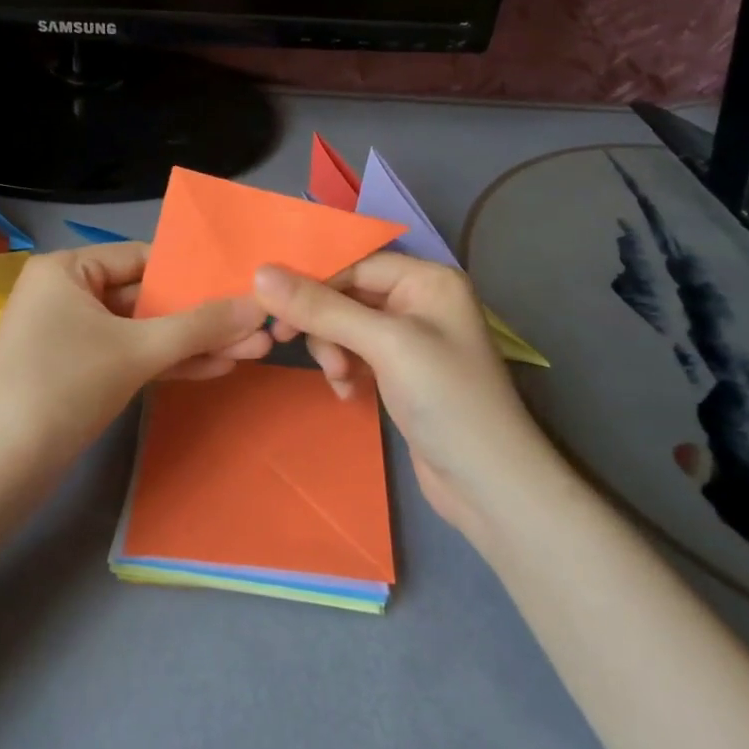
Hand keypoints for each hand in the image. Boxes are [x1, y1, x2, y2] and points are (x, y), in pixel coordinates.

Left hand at [0, 243, 271, 471]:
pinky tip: (215, 368)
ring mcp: (71, 335)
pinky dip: (166, 363)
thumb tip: (260, 307)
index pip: (144, 258)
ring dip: (193, 343)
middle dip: (203, 317)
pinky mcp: (77, 372)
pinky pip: (129, 356)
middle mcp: (67, 293)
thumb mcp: (136, 351)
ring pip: (143, 331)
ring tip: (252, 352)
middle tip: (259, 328)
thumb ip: (200, 326)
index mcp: (68, 269)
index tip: (243, 286)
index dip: (196, 273)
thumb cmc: (61, 388)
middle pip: (148, 297)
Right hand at [254, 255, 548, 536]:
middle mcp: (420, 301)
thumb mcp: (383, 345)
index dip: (313, 280)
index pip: (355, 262)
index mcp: (428, 279)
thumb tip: (260, 274)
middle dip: (323, 321)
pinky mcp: (402, 372)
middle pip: (348, 293)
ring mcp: (412, 339)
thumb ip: (322, 308)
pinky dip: (345, 368)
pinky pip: (357, 353)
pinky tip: (347, 391)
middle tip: (288, 343)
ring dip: (332, 348)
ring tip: (339, 377)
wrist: (489, 485)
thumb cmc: (445, 399)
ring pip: (347, 325)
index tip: (269, 305)